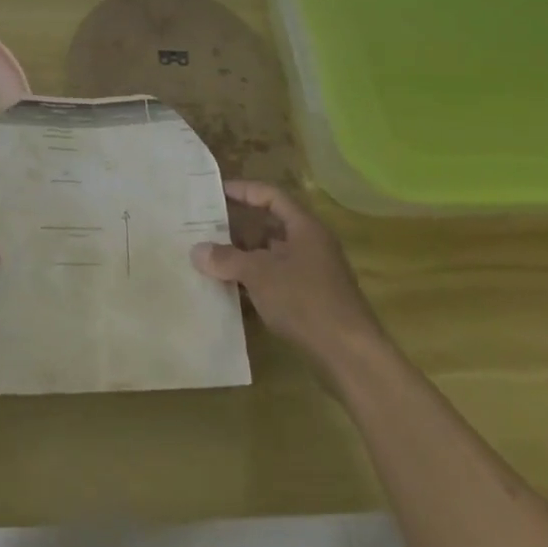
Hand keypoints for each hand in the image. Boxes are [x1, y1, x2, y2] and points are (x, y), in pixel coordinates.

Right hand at [192, 180, 387, 381]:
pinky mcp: (309, 301)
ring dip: (242, 257)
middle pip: (269, 226)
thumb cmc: (305, 300)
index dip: (243, 190)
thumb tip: (197, 251)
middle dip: (236, 227)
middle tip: (203, 227)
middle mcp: (310, 245)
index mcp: (304, 227)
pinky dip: (253, 281)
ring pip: (270, 255)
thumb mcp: (259, 274)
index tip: (214, 192)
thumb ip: (226, 259)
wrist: (350, 356)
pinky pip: (274, 280)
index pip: (270, 196)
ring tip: (209, 258)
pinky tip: (229, 290)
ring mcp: (311, 274)